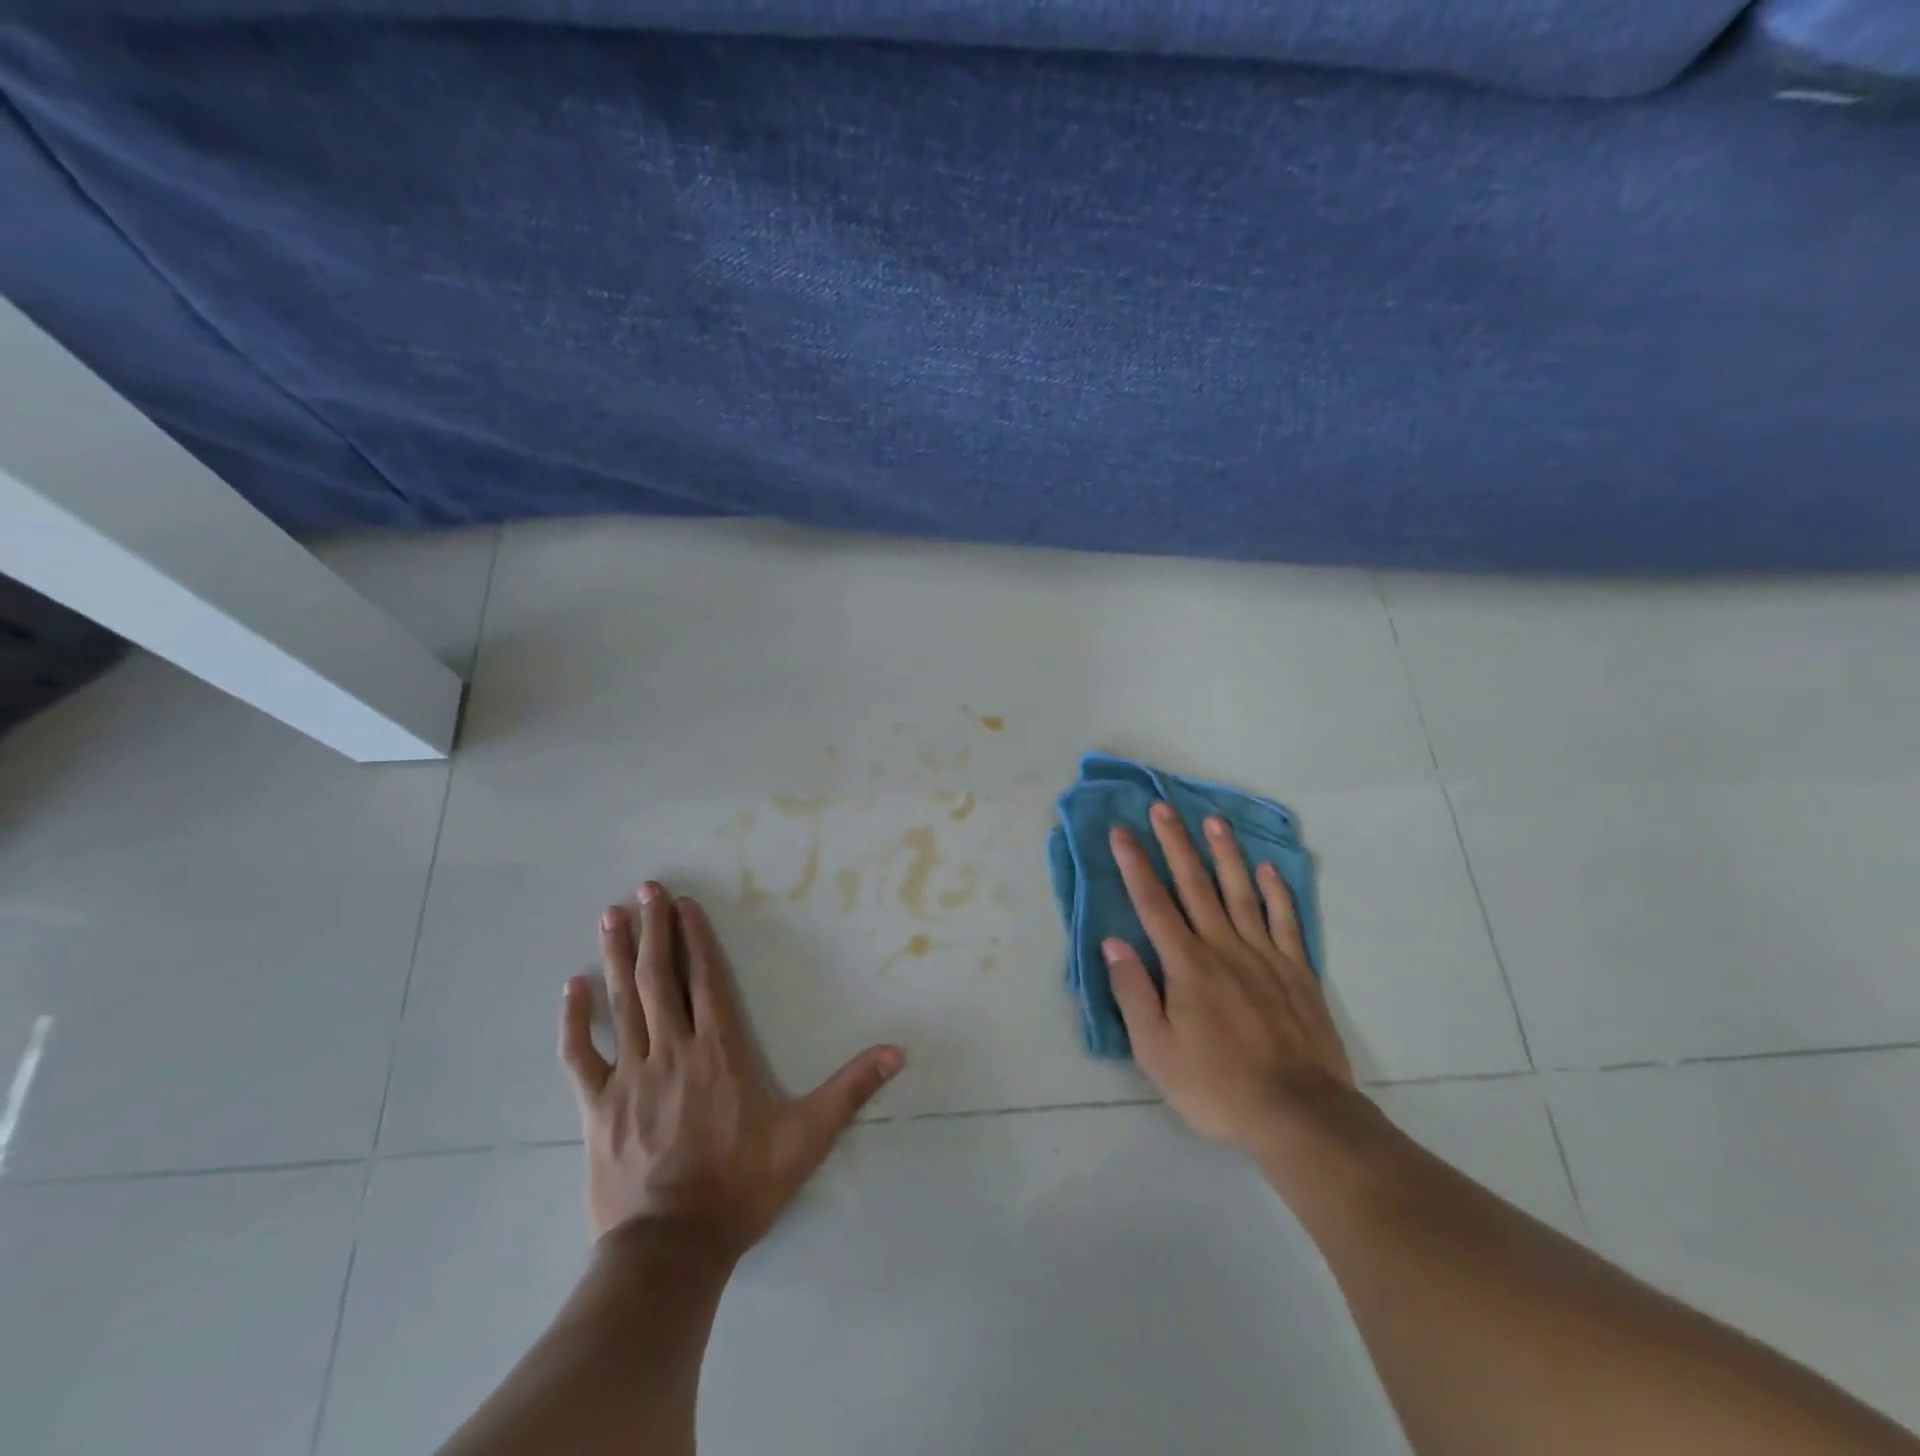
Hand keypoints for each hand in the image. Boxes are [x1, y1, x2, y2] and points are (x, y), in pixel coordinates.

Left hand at [558, 883, 904, 1258]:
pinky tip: (570, 987)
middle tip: (645, 889)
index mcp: (721, 1052)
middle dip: (654, 930)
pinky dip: (574, 1020)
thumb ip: (851, 1089)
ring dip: (618, 955)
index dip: (695, 938)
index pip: (706, 980)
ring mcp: (631, 1076)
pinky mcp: (598, 1106)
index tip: (683, 904)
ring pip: (623, 1003)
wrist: (671, 1250)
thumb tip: (898, 1052)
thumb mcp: (807, 1137)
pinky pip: (580, 1056)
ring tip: (612, 915)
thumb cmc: (741, 1187)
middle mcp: (674, 1050)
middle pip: (661, 978)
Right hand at [1105, 804, 1356, 1152]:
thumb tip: (1112, 943)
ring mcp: (1264, 956)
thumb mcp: (1156, 1051)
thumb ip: (1133, 992)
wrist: (1298, 1114)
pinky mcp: (1297, 972)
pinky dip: (1276, 892)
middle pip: (1195, 885)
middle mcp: (1223, 948)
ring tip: (1213, 820)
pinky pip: (1285, 922)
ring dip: (1224, 854)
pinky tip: (1268, 869)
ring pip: (1240, 892)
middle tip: (1162, 807)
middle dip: (1175, 844)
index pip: (1153, 904)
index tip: (1121, 831)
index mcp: (1186, 965)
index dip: (1134, 865)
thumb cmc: (1216, 1085)